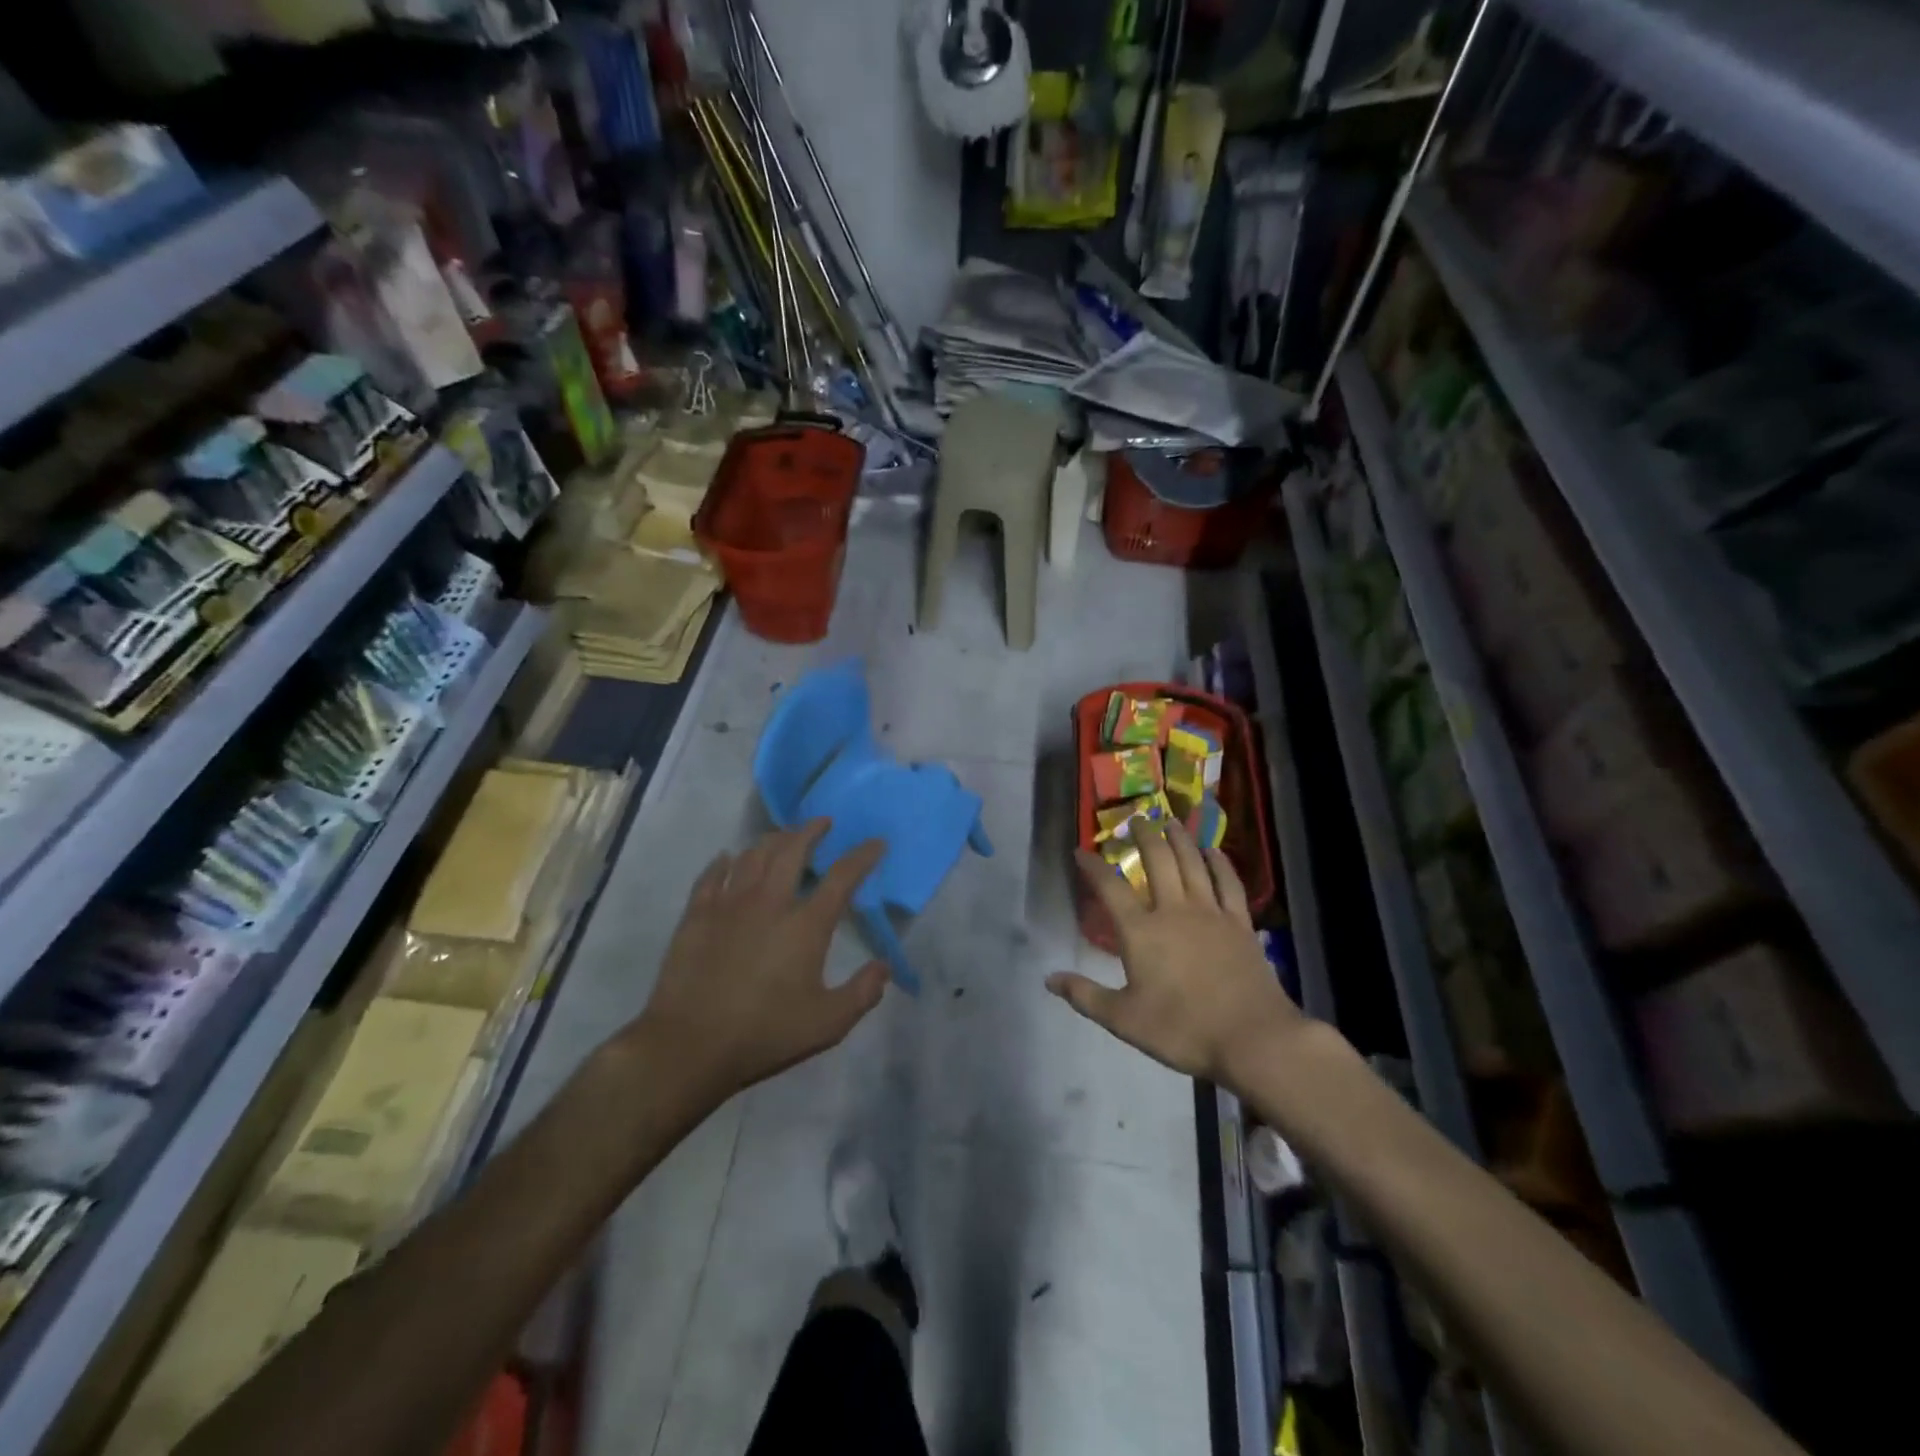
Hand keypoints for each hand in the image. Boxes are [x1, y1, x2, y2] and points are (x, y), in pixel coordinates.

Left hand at [629, 820, 887, 1107]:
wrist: (689, 1046)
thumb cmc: (765, 1035)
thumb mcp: (828, 1023)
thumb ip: (863, 993)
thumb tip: (884, 967)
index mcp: (806, 925)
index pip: (842, 877)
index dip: (863, 856)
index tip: (876, 843)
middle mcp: (769, 902)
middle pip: (792, 850)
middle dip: (811, 830)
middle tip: (822, 823)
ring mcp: (729, 905)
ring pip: (753, 855)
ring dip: (773, 839)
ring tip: (783, 836)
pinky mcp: (697, 915)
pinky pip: (712, 875)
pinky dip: (723, 861)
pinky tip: (727, 858)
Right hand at [1047, 819, 1301, 1084]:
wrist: (1252, 1038)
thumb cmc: (1182, 1029)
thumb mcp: (1124, 1019)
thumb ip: (1085, 996)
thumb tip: (1049, 978)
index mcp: (1141, 931)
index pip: (1110, 889)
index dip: (1092, 867)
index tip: (1080, 851)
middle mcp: (1174, 911)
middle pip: (1157, 861)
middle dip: (1144, 837)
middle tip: (1137, 819)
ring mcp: (1211, 913)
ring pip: (1192, 864)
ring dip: (1180, 839)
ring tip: (1171, 821)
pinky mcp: (1240, 923)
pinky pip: (1229, 883)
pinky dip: (1220, 863)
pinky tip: (1214, 851)